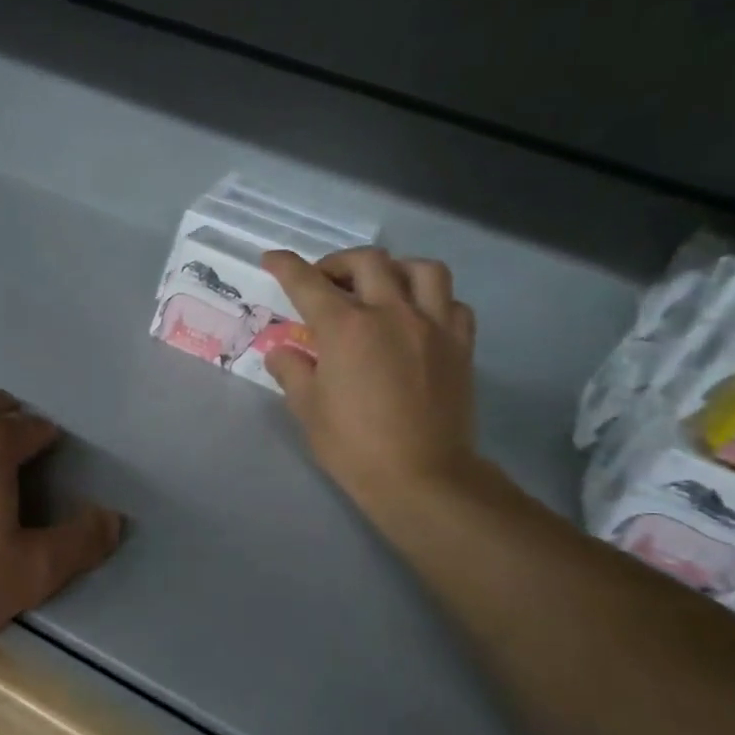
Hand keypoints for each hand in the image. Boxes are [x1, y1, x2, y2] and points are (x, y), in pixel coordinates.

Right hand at [261, 248, 482, 512]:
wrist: (421, 476)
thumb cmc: (354, 446)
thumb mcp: (307, 410)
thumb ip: (292, 371)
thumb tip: (283, 352)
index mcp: (347, 329)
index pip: (308, 284)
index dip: (286, 266)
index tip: (272, 258)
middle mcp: (392, 314)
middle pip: (368, 262)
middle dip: (338, 263)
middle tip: (324, 281)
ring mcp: (433, 326)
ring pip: (421, 269)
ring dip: (394, 269)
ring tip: (380, 286)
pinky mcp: (461, 344)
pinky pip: (452, 302)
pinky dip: (431, 299)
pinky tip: (417, 317)